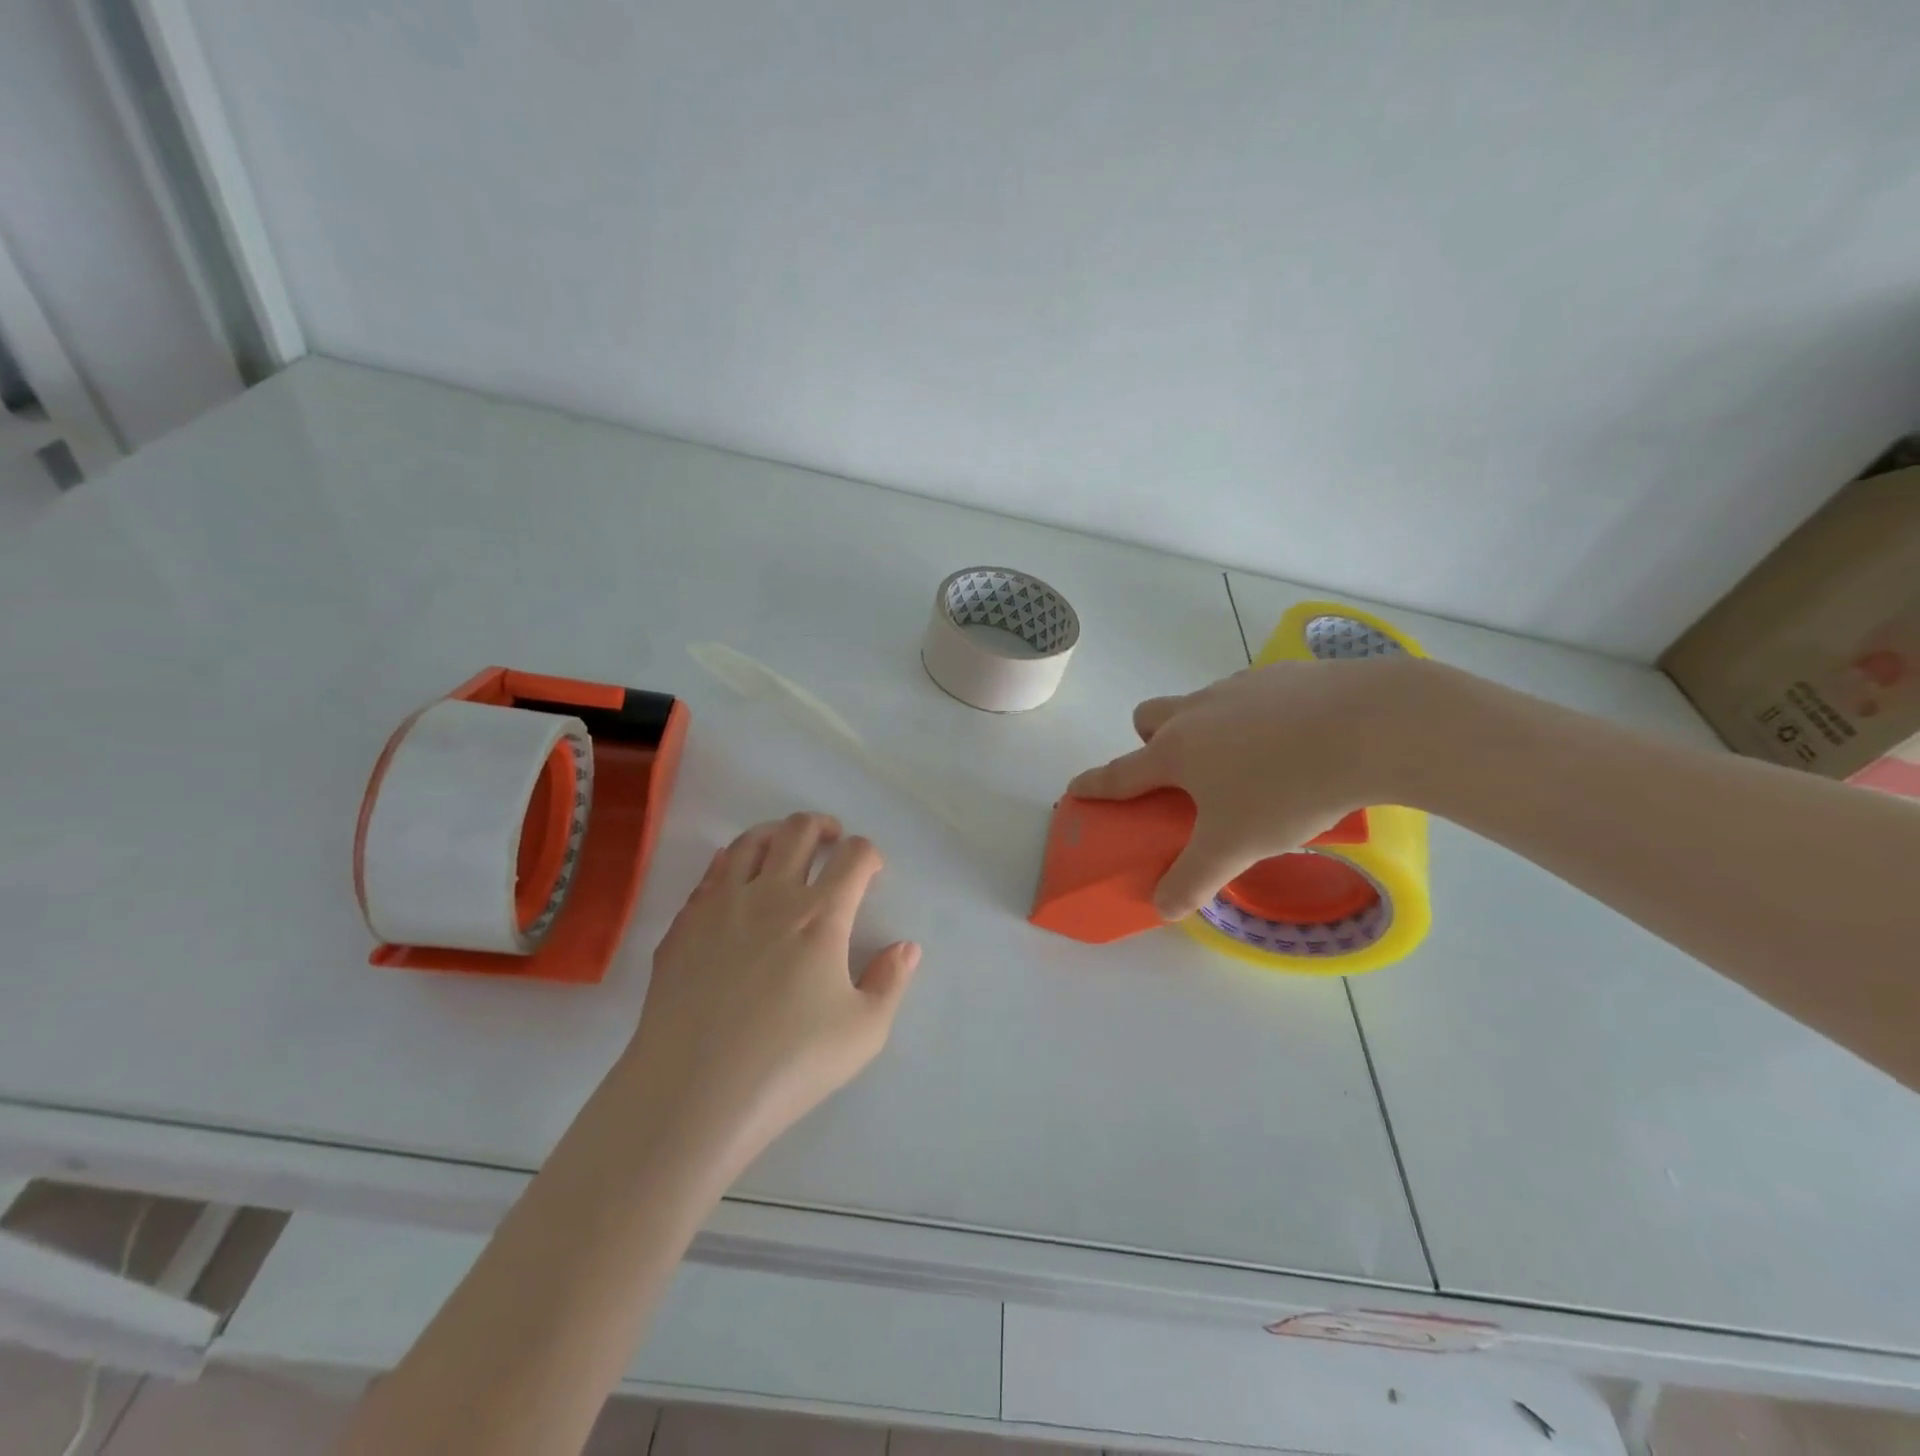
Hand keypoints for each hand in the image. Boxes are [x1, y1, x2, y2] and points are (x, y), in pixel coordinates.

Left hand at [623, 813, 919, 1174]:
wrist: (692, 1092)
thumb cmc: (788, 1064)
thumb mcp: (864, 1032)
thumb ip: (891, 981)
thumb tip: (906, 947)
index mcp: (821, 915)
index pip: (854, 856)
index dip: (869, 854)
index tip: (871, 873)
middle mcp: (772, 894)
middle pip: (800, 830)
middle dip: (824, 828)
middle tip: (832, 843)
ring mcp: (722, 904)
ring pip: (751, 841)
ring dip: (776, 834)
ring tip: (785, 849)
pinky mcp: (685, 923)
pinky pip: (712, 871)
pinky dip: (732, 861)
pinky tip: (737, 881)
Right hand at [1067, 658, 1424, 917]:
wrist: (1372, 725)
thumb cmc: (1287, 789)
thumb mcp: (1236, 846)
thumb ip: (1194, 878)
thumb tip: (1163, 908)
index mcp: (1176, 751)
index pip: (1120, 772)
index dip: (1095, 785)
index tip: (1076, 789)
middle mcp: (1197, 712)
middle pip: (1149, 717)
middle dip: (1150, 743)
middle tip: (1185, 778)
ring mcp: (1239, 686)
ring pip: (1201, 704)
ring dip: (1205, 730)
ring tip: (1251, 765)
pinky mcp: (1283, 674)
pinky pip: (1251, 695)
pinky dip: (1256, 717)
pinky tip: (1295, 741)